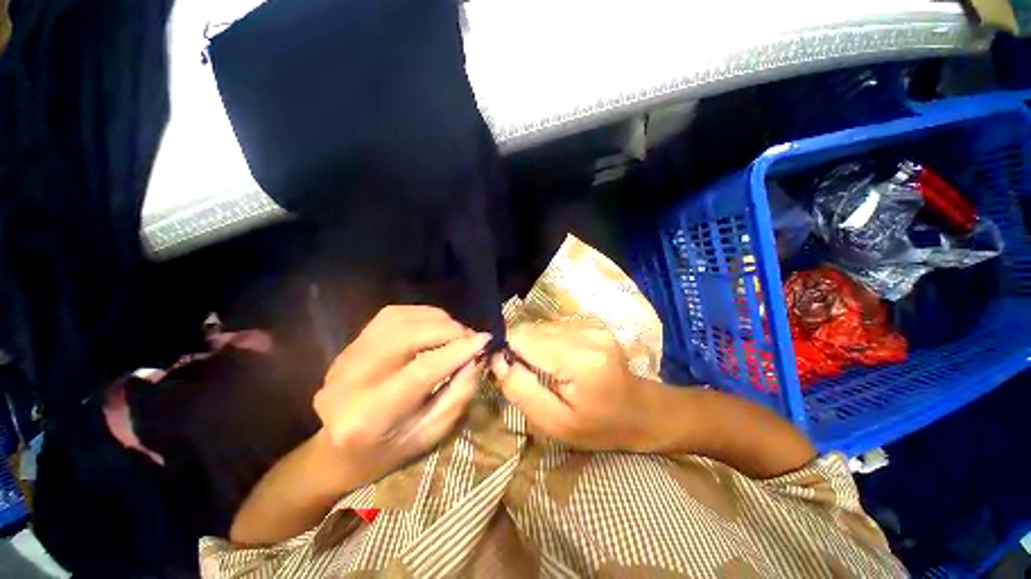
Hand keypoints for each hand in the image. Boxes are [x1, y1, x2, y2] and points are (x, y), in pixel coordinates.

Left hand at [313, 305, 489, 487]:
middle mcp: (349, 380)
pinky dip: (421, 314)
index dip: (457, 352)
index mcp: (368, 417)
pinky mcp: (350, 343)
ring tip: (457, 332)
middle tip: (472, 337)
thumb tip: (477, 357)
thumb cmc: (387, 452)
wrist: (336, 451)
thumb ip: (457, 395)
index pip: (421, 372)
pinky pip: (392, 315)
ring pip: (399, 319)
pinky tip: (436, 325)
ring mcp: (345, 356)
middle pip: (407, 336)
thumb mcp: (429, 435)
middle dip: (448, 330)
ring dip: (437, 320)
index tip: (485, 340)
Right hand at [490, 322, 660, 451]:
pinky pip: (555, 328)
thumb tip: (496, 360)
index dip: (506, 351)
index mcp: (580, 361)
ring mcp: (592, 326)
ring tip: (541, 369)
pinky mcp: (592, 324)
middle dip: (518, 349)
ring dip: (533, 345)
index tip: (502, 369)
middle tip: (522, 374)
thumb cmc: (598, 427)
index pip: (524, 339)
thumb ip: (521, 391)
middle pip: (532, 330)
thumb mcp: (555, 424)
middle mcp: (587, 334)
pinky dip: (547, 342)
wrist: (641, 412)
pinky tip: (555, 360)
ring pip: (541, 327)